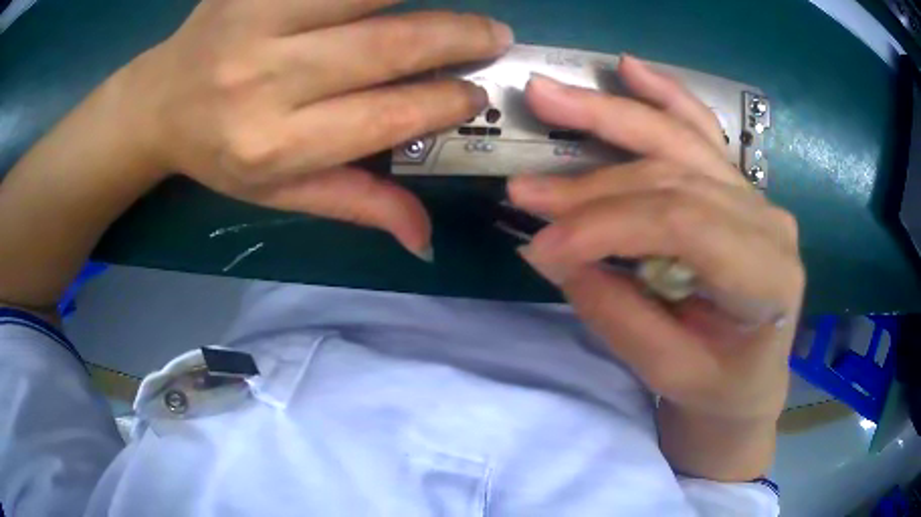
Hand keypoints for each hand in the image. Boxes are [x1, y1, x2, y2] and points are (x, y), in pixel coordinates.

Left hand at [126, 0, 513, 256]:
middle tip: (496, 35)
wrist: (160, 103)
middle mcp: (264, 79)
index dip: (443, 103)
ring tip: (458, 11)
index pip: (384, 118)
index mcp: (275, 144)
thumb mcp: (279, 192)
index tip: (477, 94)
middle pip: (386, 47)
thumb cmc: (221, 153)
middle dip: (456, 38)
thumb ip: (354, 203)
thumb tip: (424, 237)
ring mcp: (255, 19)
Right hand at [509, 57, 804, 423]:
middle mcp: (767, 220)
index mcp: (767, 275)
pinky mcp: (737, 188)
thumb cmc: (719, 389)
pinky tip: (629, 69)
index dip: (606, 226)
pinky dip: (663, 95)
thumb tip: (550, 253)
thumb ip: (616, 313)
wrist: (752, 381)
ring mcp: (755, 196)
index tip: (542, 248)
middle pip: (673, 177)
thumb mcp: (669, 373)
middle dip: (592, 183)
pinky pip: (700, 131)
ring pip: (679, 140)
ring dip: (610, 115)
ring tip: (548, 96)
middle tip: (526, 188)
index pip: (682, 224)